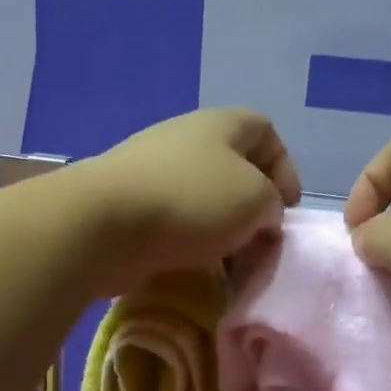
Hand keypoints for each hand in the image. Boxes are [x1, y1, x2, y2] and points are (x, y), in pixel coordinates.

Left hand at [70, 108, 300, 293]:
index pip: (265, 131)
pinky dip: (190, 243)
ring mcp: (152, 172)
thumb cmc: (191, 201)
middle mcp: (185, 139)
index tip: (287, 209)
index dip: (285, 167)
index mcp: (220, 124)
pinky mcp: (129, 206)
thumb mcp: (256, 199)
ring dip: (223, 231)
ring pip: (203, 199)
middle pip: (234, 168)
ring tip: (230, 263)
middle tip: (261, 242)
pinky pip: (174, 222)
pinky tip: (195, 266)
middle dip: (253, 207)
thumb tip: (260, 218)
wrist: (104, 224)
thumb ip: (272, 205)